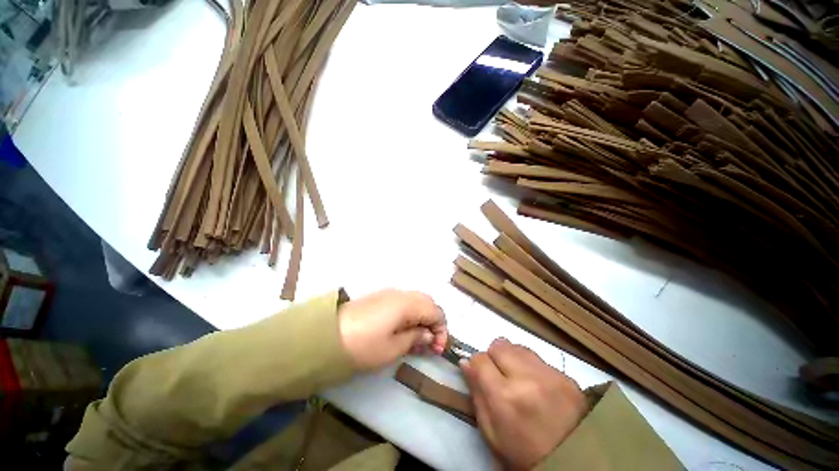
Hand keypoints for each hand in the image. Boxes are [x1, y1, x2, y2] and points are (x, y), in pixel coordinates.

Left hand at [339, 289, 447, 370]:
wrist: (327, 336)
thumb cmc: (363, 345)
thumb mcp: (392, 348)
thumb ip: (415, 338)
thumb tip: (429, 335)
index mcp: (407, 303)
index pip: (436, 311)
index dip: (442, 330)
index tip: (437, 350)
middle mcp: (401, 293)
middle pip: (428, 302)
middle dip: (433, 321)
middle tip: (429, 342)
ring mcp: (390, 293)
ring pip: (416, 300)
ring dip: (422, 316)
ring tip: (417, 337)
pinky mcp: (380, 297)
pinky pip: (404, 301)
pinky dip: (411, 312)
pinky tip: (404, 328)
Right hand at [461, 338, 586, 469]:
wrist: (573, 464)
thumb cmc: (523, 455)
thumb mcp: (491, 433)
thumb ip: (476, 394)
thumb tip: (465, 363)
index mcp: (504, 397)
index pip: (480, 359)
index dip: (477, 365)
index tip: (480, 374)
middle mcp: (526, 378)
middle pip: (499, 345)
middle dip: (494, 357)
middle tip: (500, 375)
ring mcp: (549, 375)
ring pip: (518, 347)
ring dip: (513, 358)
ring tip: (519, 378)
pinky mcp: (567, 376)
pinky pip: (538, 358)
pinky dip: (532, 366)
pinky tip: (537, 385)